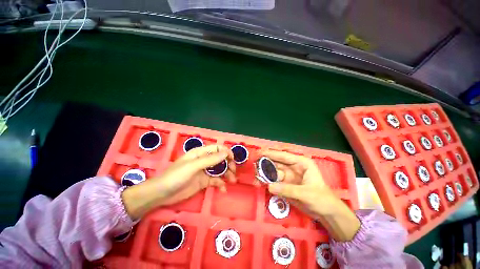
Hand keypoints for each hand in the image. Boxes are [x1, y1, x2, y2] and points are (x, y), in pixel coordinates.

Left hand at [122, 145, 235, 218]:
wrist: (163, 194)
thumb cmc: (176, 176)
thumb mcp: (193, 166)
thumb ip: (210, 160)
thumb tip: (226, 153)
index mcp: (201, 153)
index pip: (217, 148)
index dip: (226, 152)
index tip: (232, 159)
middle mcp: (204, 160)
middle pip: (221, 159)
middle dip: (228, 164)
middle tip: (233, 172)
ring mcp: (205, 171)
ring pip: (220, 170)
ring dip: (227, 174)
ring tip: (233, 181)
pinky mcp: (204, 181)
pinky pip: (216, 181)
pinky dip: (221, 184)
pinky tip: (223, 189)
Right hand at [262, 150, 359, 241]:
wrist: (326, 213)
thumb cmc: (322, 199)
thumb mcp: (306, 193)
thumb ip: (288, 189)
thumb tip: (269, 186)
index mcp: (301, 163)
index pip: (284, 155)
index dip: (272, 153)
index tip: (260, 152)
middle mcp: (293, 167)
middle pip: (276, 162)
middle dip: (265, 162)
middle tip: (254, 163)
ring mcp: (288, 176)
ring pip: (273, 171)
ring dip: (264, 173)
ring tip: (255, 175)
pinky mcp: (285, 184)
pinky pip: (274, 181)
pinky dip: (267, 181)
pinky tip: (260, 182)